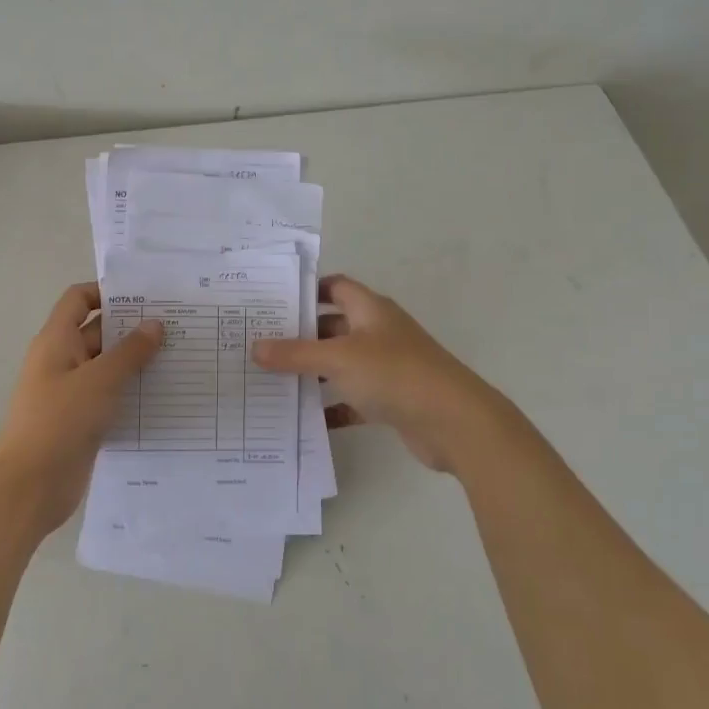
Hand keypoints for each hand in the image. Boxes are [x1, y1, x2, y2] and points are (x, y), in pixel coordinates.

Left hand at [0, 283, 163, 531]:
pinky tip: (164, 396)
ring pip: (107, 367)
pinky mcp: (81, 421)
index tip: (146, 296)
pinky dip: (131, 393)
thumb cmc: (61, 421)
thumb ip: (130, 351)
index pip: (78, 299)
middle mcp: (62, 361)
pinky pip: (110, 397)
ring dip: (137, 363)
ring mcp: (71, 393)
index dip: (107, 292)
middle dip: (133, 328)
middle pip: (98, 332)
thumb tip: (155, 324)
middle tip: (177, 327)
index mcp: (56, 341)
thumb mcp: (100, 380)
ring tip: (179, 358)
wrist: (31, 485)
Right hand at [251, 274, 511, 473]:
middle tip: (259, 346)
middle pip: (333, 327)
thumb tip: (255, 346)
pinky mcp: (391, 400)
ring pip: (341, 365)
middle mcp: (379, 333)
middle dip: (300, 336)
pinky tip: (305, 419)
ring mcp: (386, 367)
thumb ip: (295, 354)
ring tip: (271, 382)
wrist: (453, 421)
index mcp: (370, 310)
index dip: (306, 291)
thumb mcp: (338, 359)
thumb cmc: (394, 374)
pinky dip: (333, 407)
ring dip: (313, 374)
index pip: (335, 287)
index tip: (272, 303)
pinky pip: (353, 399)